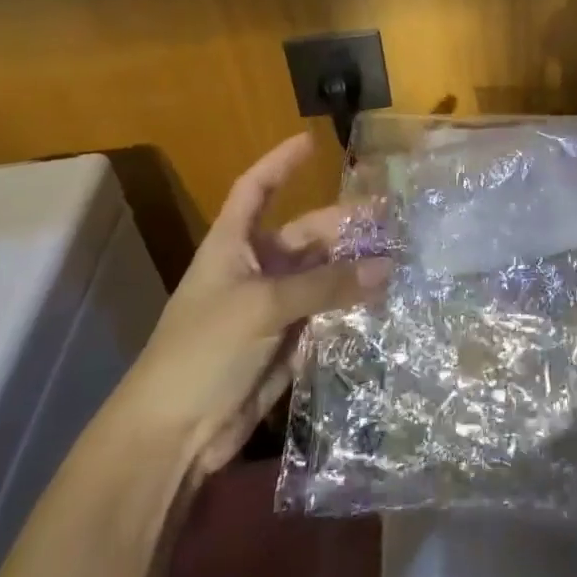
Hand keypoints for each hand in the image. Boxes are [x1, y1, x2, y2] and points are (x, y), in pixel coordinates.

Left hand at [122, 133, 388, 474]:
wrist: (174, 433)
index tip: (312, 142)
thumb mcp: (264, 306)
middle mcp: (256, 268)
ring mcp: (274, 306)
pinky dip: (354, 304)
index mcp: (233, 245)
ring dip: (357, 267)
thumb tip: (387, 268)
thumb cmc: (204, 350)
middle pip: (307, 234)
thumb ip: (327, 285)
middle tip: (394, 220)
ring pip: (324, 274)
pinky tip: (387, 299)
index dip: (280, 163)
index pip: (256, 189)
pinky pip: (329, 311)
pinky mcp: (290, 341)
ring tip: (402, 258)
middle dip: (346, 226)